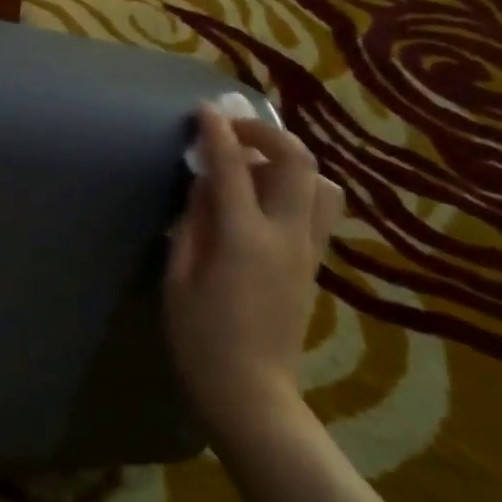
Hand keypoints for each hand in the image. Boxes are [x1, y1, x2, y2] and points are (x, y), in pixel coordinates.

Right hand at [165, 103, 342, 445]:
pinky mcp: (314, 264)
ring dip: (290, 158)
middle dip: (266, 132)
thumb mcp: (179, 280)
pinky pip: (321, 209)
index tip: (204, 110)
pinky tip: (271, 197)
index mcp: (243, 239)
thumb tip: (202, 184)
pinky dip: (301, 186)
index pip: (233, 168)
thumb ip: (192, 224)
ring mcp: (307, 249)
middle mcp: (285, 235)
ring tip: (257, 163)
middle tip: (234, 128)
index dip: (217, 133)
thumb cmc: (201, 340)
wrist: (252, 392)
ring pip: (321, 182)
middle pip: (295, 161)